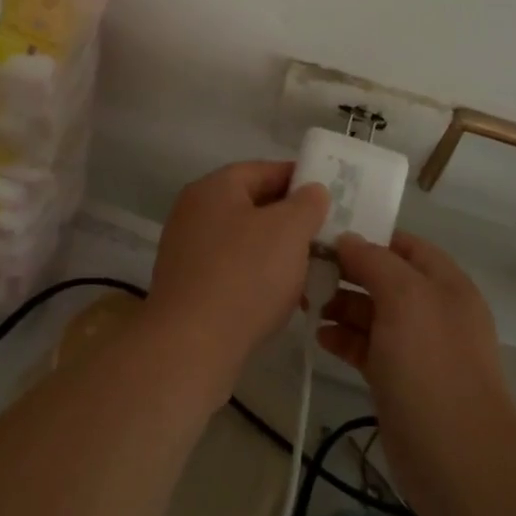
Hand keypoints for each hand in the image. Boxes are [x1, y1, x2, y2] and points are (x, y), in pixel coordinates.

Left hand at [142, 161, 329, 405]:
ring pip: (243, 240)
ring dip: (276, 252)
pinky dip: (256, 277)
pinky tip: (280, 298)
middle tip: (324, 236)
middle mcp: (194, 211)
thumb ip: (307, 203)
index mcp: (214, 187)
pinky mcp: (188, 286)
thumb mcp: (289, 230)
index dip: (299, 179)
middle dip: (290, 219)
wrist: (190, 346)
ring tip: (309, 270)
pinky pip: (231, 269)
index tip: (329, 197)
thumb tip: (312, 191)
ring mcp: (186, 250)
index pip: (264, 169)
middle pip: (252, 204)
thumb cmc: (245, 276)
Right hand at [319, 231, 515, 513]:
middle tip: (305, 269)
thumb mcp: (405, 298)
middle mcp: (433, 309)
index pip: (403, 245)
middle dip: (347, 272)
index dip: (368, 237)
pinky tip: (318, 336)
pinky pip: (367, 347)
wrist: (458, 459)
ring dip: (340, 305)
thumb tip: (347, 240)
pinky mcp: (398, 380)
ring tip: (305, 302)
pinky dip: (343, 338)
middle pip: (384, 277)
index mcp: (445, 283)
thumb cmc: (432, 366)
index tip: (326, 235)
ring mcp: (416, 347)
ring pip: (373, 313)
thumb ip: (374, 262)